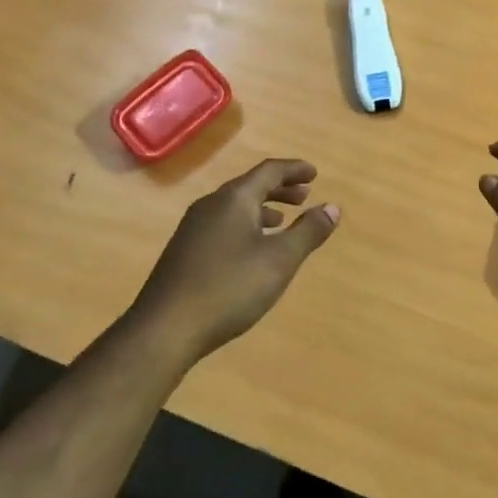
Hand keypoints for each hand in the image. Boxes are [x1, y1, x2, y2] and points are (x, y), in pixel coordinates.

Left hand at [129, 159, 340, 364]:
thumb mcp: (279, 260)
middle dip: (279, 189)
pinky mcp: (184, 250)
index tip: (314, 174)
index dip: (294, 170)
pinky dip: (245, 226)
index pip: (269, 171)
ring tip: (282, 222)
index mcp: (234, 198)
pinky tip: (251, 251)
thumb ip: (308, 232)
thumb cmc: (229, 287)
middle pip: (250, 186)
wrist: (165, 327)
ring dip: (262, 209)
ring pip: (235, 207)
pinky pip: (222, 224)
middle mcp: (211, 205)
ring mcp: (193, 227)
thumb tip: (332, 207)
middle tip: (304, 196)